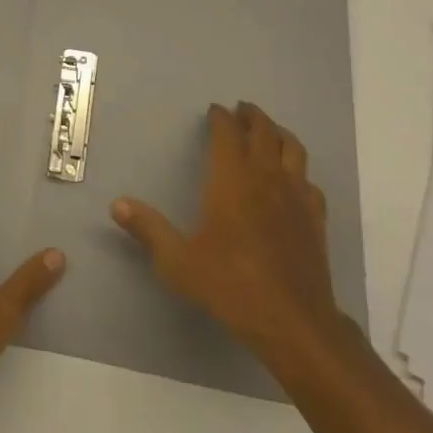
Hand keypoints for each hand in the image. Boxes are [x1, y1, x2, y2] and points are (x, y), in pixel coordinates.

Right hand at [112, 101, 351, 373]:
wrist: (293, 323)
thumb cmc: (232, 285)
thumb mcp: (179, 261)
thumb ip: (149, 230)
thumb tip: (117, 205)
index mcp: (233, 178)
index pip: (228, 132)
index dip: (221, 117)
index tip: (214, 110)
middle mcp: (266, 176)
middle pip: (263, 131)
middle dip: (251, 116)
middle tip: (241, 109)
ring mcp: (296, 195)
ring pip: (292, 148)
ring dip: (279, 133)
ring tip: (269, 131)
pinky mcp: (316, 218)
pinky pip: (310, 181)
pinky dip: (300, 171)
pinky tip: (295, 180)